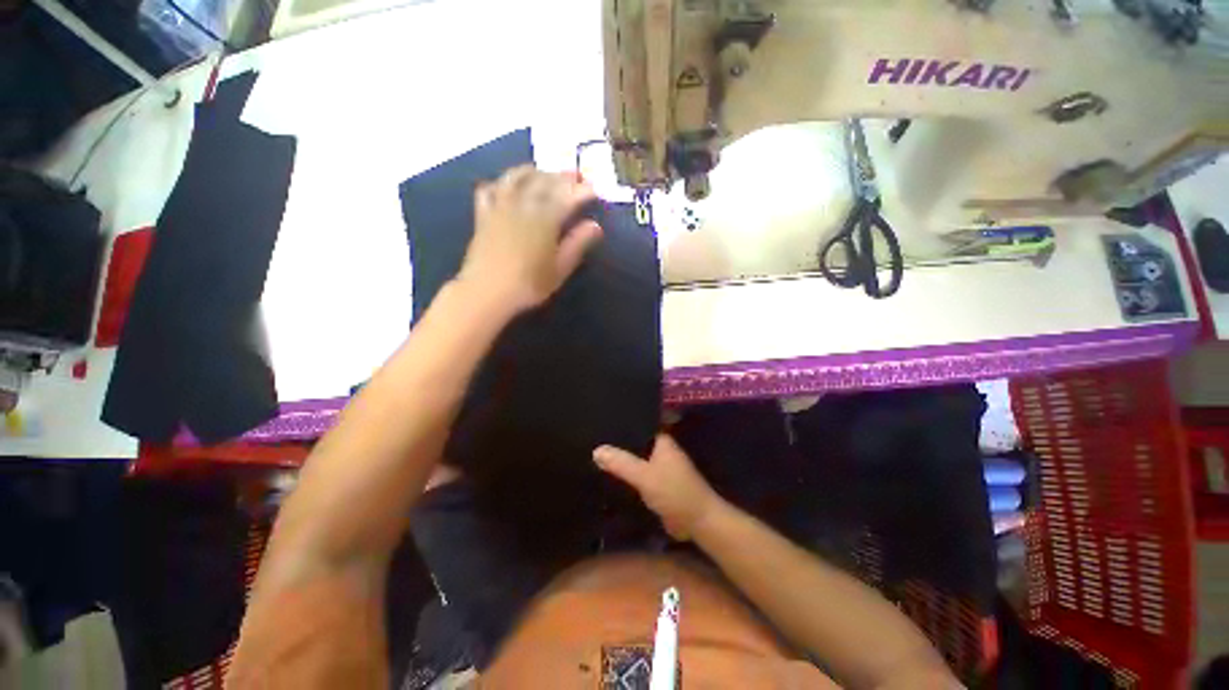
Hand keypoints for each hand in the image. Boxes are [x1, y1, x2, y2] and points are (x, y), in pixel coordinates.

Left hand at [458, 165, 602, 314]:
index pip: (567, 197)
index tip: (594, 190)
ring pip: (517, 178)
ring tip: (544, 173)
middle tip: (576, 175)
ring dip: (534, 172)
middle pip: (544, 181)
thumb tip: (595, 226)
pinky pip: (490, 189)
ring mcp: (500, 207)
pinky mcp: (484, 215)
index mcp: (544, 219)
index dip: (582, 191)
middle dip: (562, 176)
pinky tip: (507, 187)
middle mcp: (522, 205)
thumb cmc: (529, 285)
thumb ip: (577, 244)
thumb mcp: (559, 269)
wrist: (487, 292)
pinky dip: (501, 183)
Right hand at [594, 434, 723, 540]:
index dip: (620, 424)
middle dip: (617, 444)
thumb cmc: (674, 492)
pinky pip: (638, 475)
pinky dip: (627, 476)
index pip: (638, 425)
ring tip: (593, 456)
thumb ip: (621, 463)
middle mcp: (661, 450)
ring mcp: (660, 467)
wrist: (697, 522)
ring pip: (636, 460)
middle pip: (635, 443)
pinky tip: (608, 476)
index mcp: (662, 440)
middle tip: (591, 440)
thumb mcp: (645, 476)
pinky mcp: (658, 484)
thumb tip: (596, 450)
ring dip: (621, 461)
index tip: (599, 422)